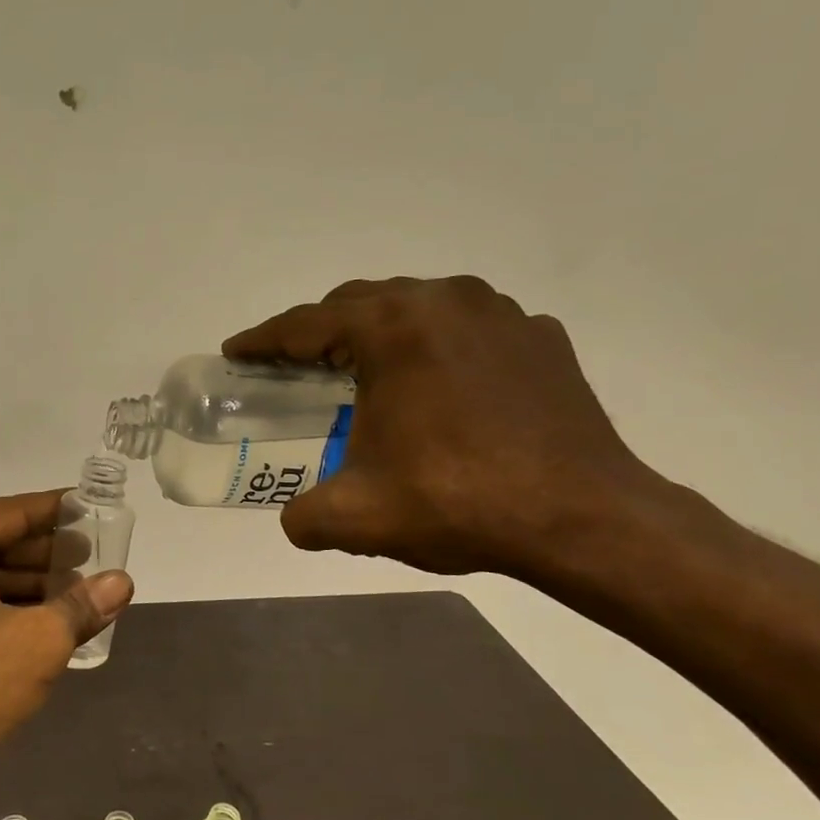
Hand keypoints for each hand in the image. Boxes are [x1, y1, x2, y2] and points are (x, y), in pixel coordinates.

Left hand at [0, 491, 134, 791]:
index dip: (58, 512)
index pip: (8, 514)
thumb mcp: (36, 642)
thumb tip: (123, 582)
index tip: (96, 506)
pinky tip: (47, 616)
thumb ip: (82, 605)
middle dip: (47, 554)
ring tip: (83, 590)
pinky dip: (4, 606)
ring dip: (30, 584)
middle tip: (99, 556)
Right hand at [223, 276, 651, 576]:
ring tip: (361, 371)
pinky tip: (434, 384)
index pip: (305, 324)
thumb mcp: (356, 516)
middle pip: (357, 303)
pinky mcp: (538, 338)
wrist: (584, 519)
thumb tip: (294, 517)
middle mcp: (443, 301)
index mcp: (391, 329)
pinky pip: (466, 327)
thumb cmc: (458, 503)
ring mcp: (499, 313)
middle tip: (292, 367)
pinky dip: (434, 345)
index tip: (236, 353)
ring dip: (377, 332)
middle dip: (317, 331)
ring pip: (414, 306)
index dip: (262, 340)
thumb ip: (302, 515)